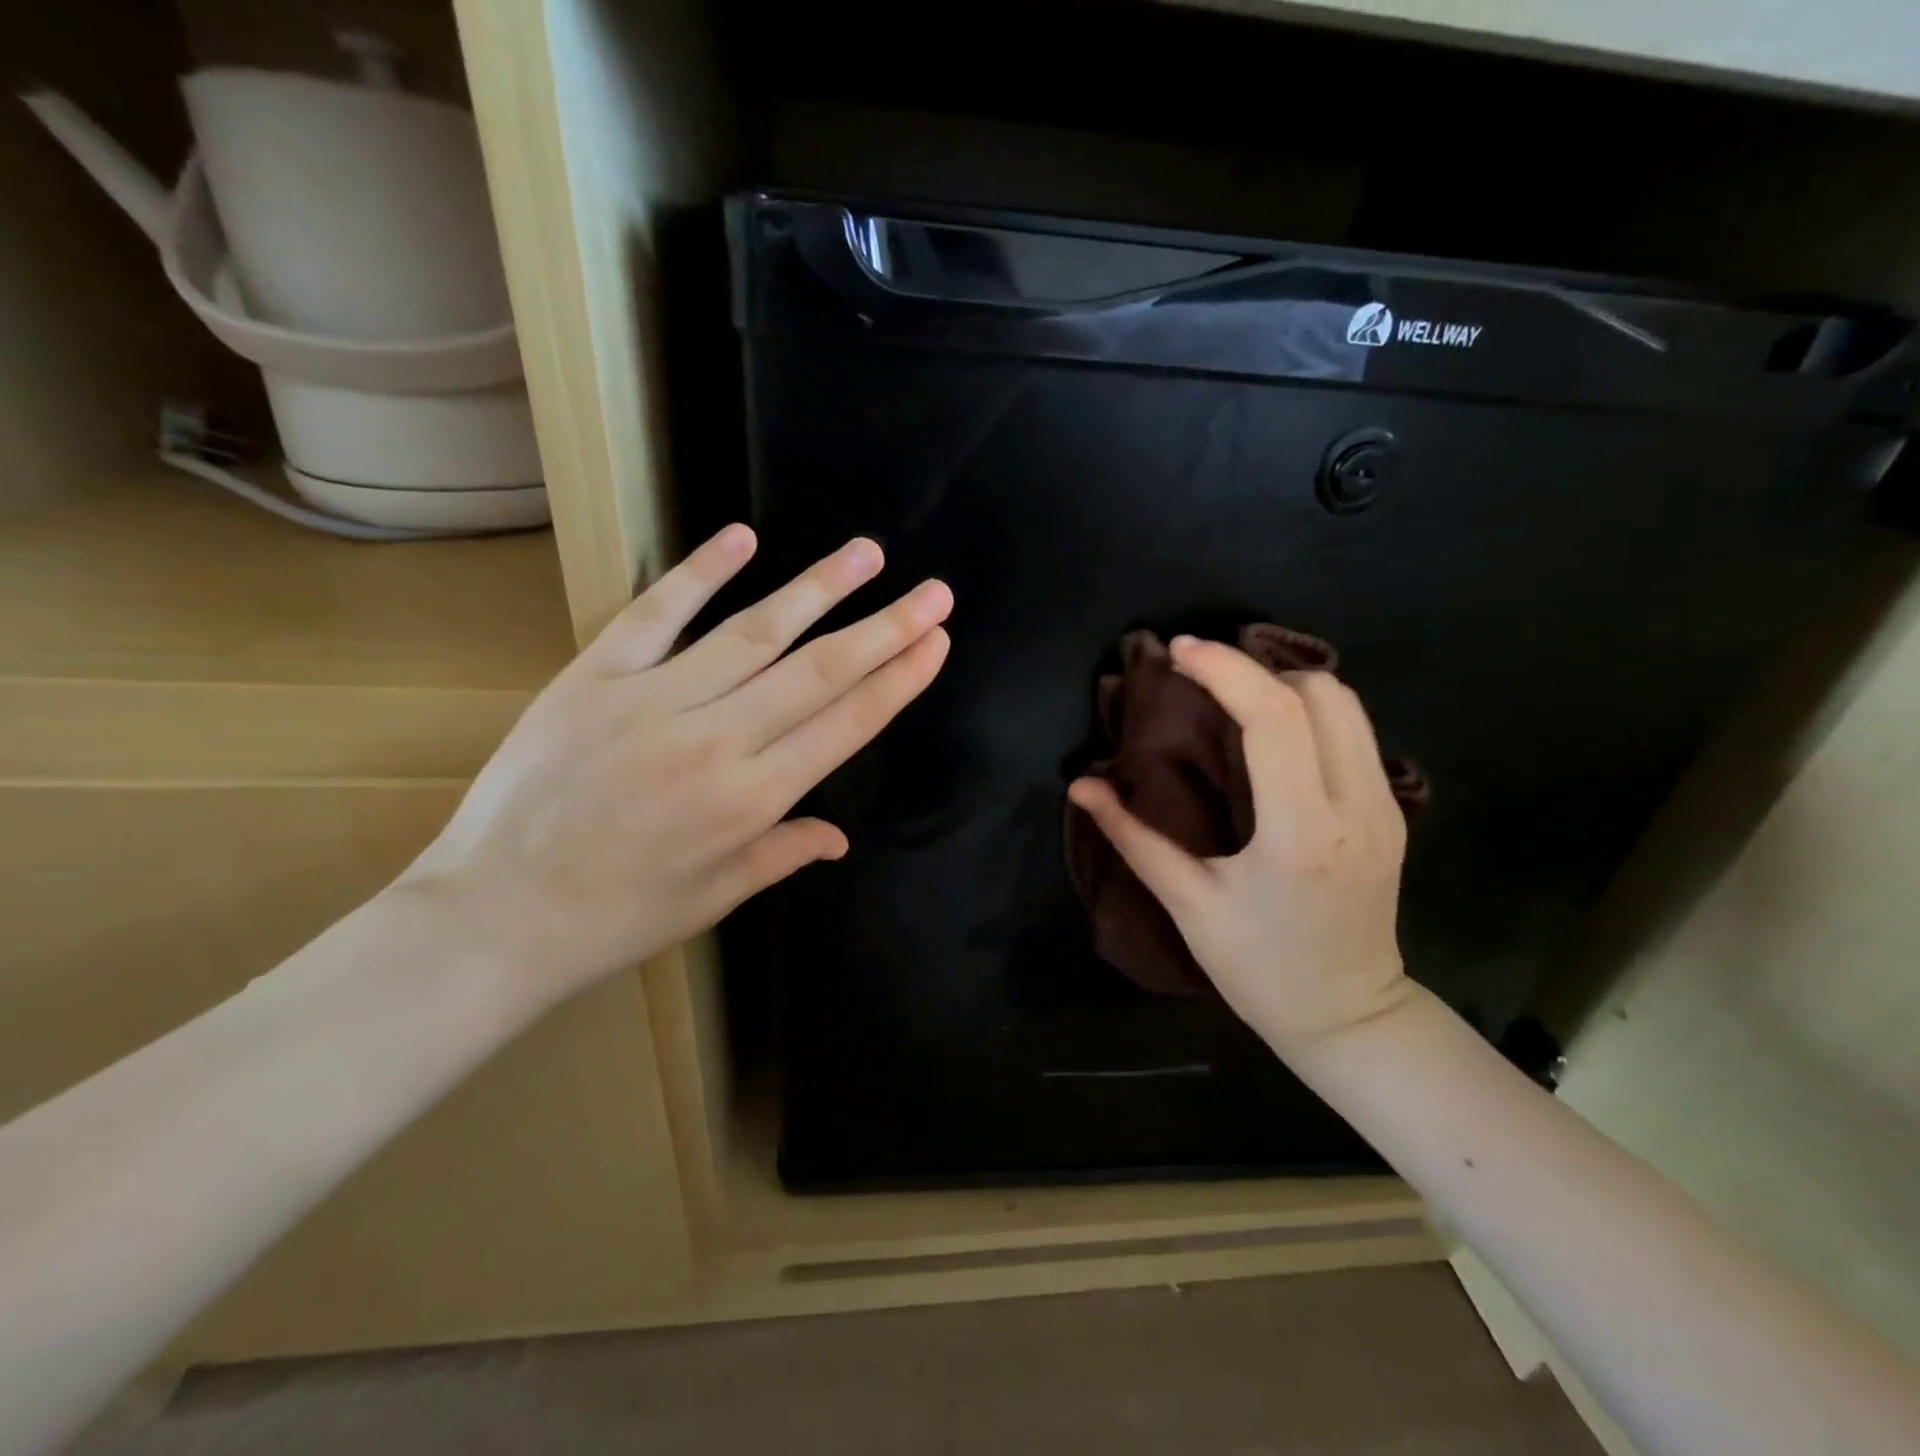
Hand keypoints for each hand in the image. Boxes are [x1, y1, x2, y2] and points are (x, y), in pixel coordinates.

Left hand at [398, 526, 951, 1007]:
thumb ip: (782, 853)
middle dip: (886, 628)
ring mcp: (653, 701)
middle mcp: (716, 741)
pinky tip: (744, 538)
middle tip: (934, 592)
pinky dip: (700, 573)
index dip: (899, 679)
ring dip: (818, 589)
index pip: (847, 724)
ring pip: (754, 632)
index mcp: (751, 799)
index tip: (935, 641)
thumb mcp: (715, 897)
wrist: (494, 916)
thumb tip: (840, 836)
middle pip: (819, 671)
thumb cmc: (617, 917)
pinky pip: (656, 615)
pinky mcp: (594, 677)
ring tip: (867, 554)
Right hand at [1067, 635, 1413, 1055]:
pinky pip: (1355, 733)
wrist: (1349, 1017)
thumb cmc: (1259, 969)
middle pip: (1322, 694)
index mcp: (1300, 832)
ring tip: (1233, 701)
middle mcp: (1356, 806)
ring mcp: (1385, 808)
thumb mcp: (1188, 903)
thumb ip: (1132, 837)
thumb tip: (1082, 785)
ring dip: (1285, 689)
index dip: (1224, 671)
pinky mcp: (1392, 812)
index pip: (1275, 718)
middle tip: (1202, 679)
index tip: (1179, 652)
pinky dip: (1309, 714)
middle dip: (1256, 671)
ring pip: (1348, 705)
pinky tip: (1270, 738)